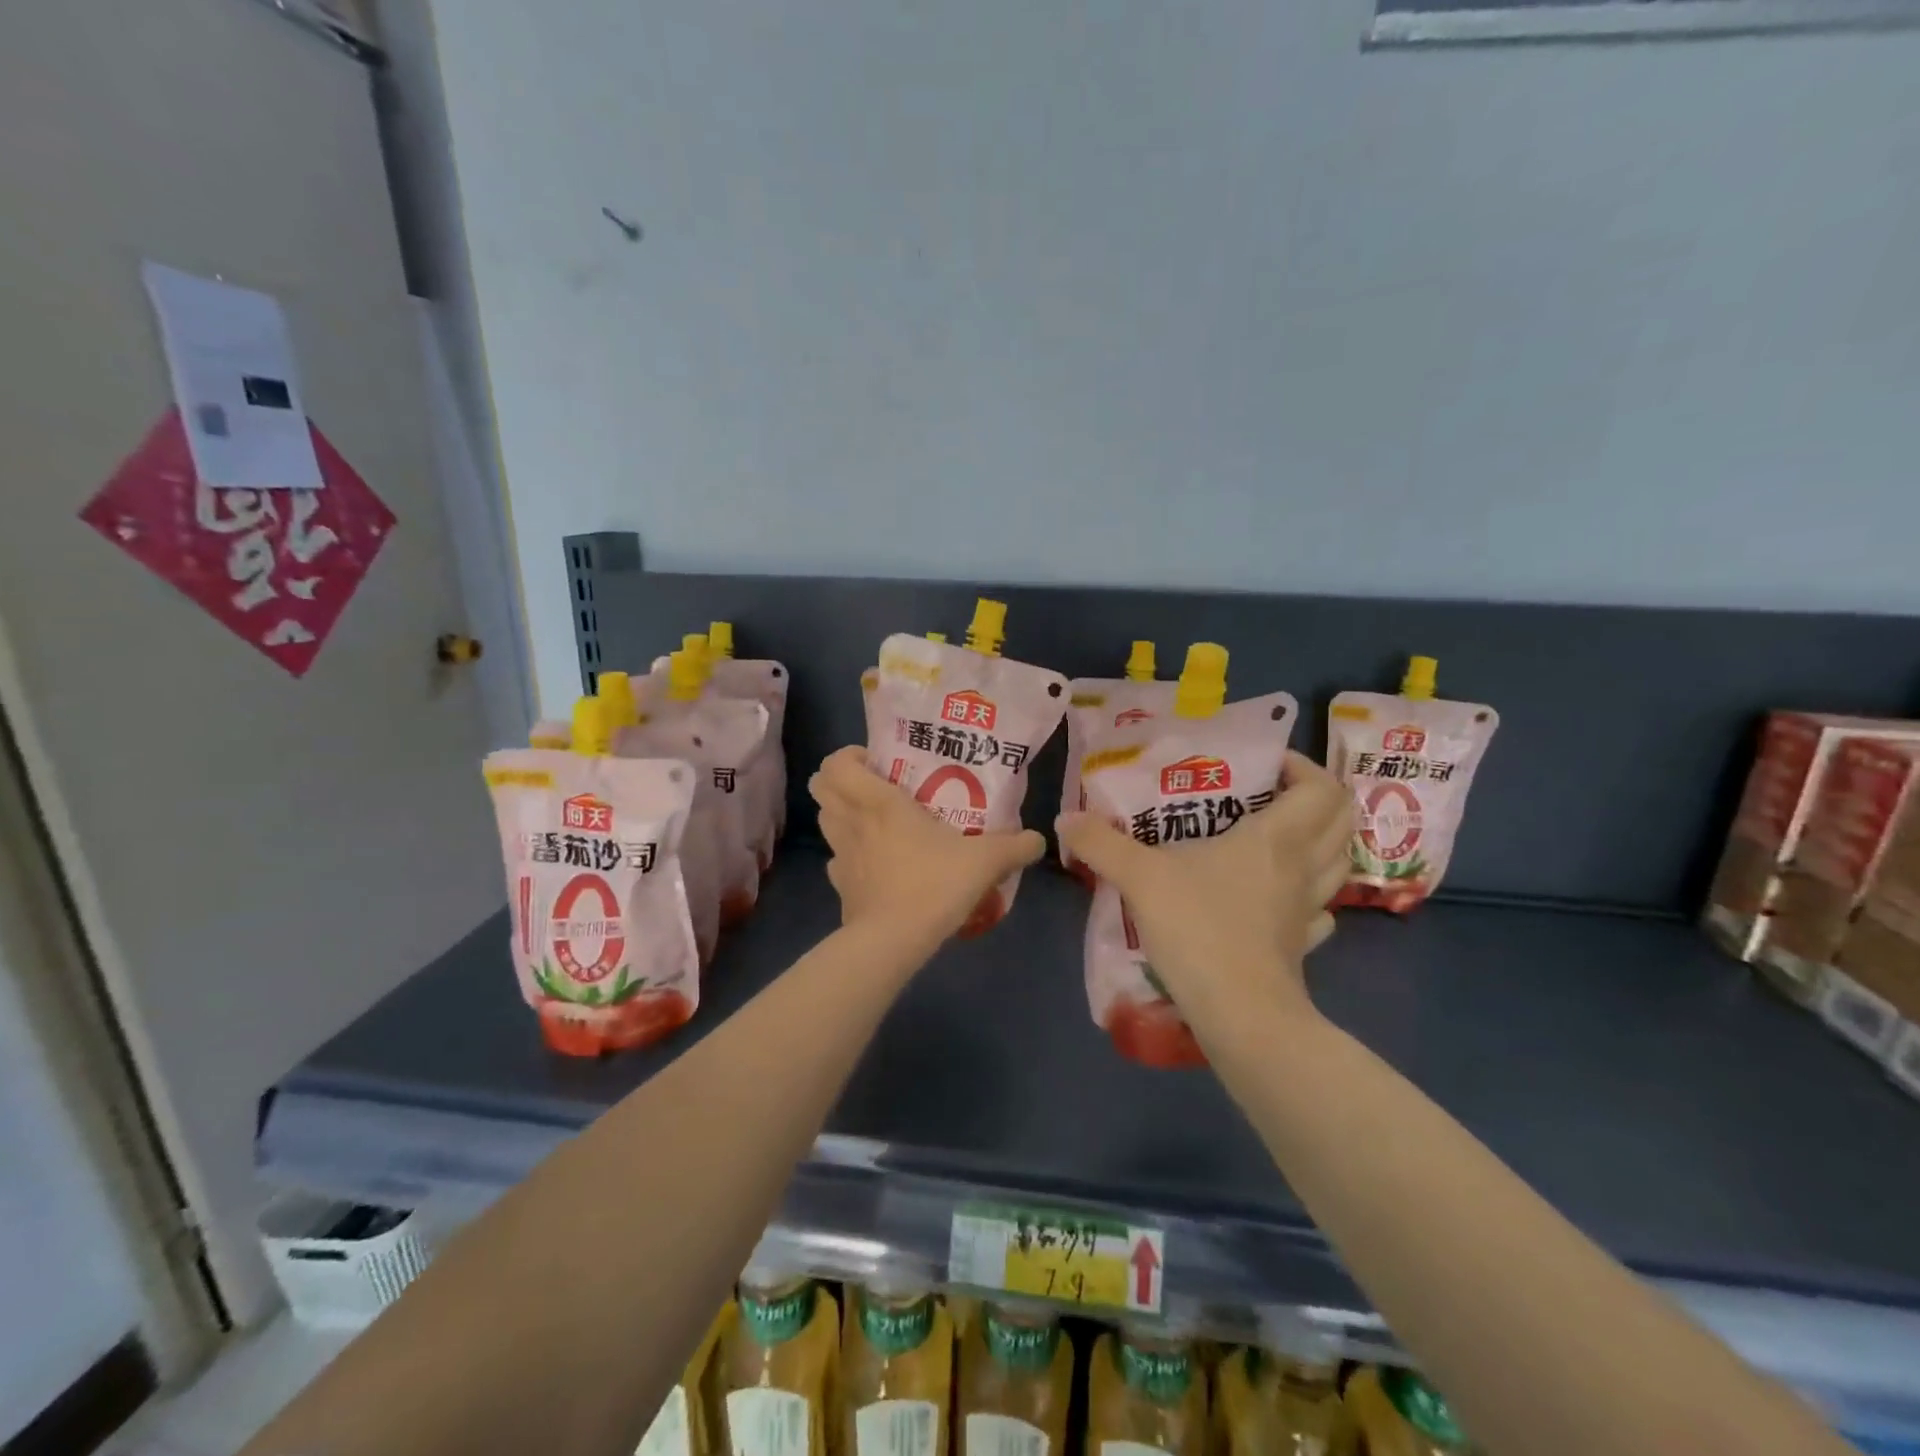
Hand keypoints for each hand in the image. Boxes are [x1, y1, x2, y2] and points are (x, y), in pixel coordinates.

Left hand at [810, 747, 1044, 948]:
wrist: (894, 942)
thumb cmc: (934, 884)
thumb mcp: (985, 862)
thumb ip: (1014, 847)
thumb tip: (1037, 840)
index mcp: (878, 803)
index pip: (836, 763)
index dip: (849, 756)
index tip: (878, 762)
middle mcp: (852, 822)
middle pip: (821, 787)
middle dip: (840, 781)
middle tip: (875, 787)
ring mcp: (841, 856)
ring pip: (825, 820)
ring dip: (842, 814)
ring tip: (875, 822)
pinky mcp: (839, 888)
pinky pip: (837, 861)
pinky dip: (849, 856)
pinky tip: (875, 865)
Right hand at [1056, 752, 1353, 1024]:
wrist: (1240, 1015)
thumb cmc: (1199, 929)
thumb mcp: (1140, 878)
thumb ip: (1102, 843)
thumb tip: (1065, 819)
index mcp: (1275, 838)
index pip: (1321, 788)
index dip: (1303, 767)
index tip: (1267, 765)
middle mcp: (1302, 867)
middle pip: (1343, 819)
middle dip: (1318, 797)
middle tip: (1275, 793)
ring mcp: (1308, 909)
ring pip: (1340, 861)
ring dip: (1322, 840)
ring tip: (1281, 836)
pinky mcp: (1303, 945)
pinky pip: (1323, 908)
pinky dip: (1313, 893)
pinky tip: (1284, 896)